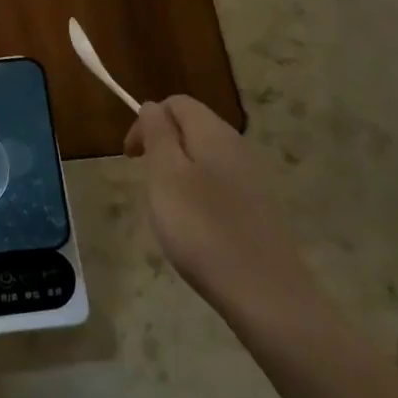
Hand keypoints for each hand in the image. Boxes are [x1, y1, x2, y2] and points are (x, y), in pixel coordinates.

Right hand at [126, 96, 326, 327]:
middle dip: (161, 147)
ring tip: (167, 209)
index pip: (175, 103)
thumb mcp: (165, 175)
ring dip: (177, 173)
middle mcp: (237, 146)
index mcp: (213, 132)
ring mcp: (252, 178)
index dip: (147, 122)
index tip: (131, 158)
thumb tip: (152, 106)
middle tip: (147, 185)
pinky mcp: (258, 207)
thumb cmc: (202, 228)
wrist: (266, 294)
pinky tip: (195, 228)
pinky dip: (198, 196)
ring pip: (203, 157)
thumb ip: (157, 134)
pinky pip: (218, 184)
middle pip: (191, 127)